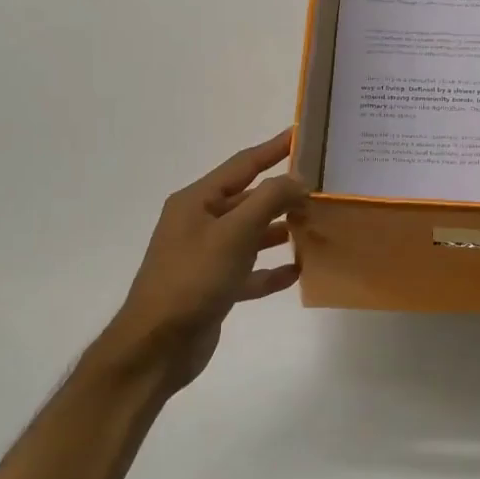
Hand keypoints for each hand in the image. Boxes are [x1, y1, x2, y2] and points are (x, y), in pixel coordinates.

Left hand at [97, 129, 307, 393]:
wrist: (158, 344)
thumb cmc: (193, 279)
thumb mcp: (234, 233)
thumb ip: (269, 200)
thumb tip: (298, 179)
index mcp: (196, 202)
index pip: (242, 165)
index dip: (273, 149)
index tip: (302, 134)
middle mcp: (199, 224)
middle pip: (248, 199)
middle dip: (282, 193)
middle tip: (321, 187)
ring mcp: (206, 257)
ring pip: (251, 235)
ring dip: (280, 230)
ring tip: (315, 225)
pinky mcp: (214, 287)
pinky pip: (249, 271)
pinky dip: (271, 270)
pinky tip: (297, 271)